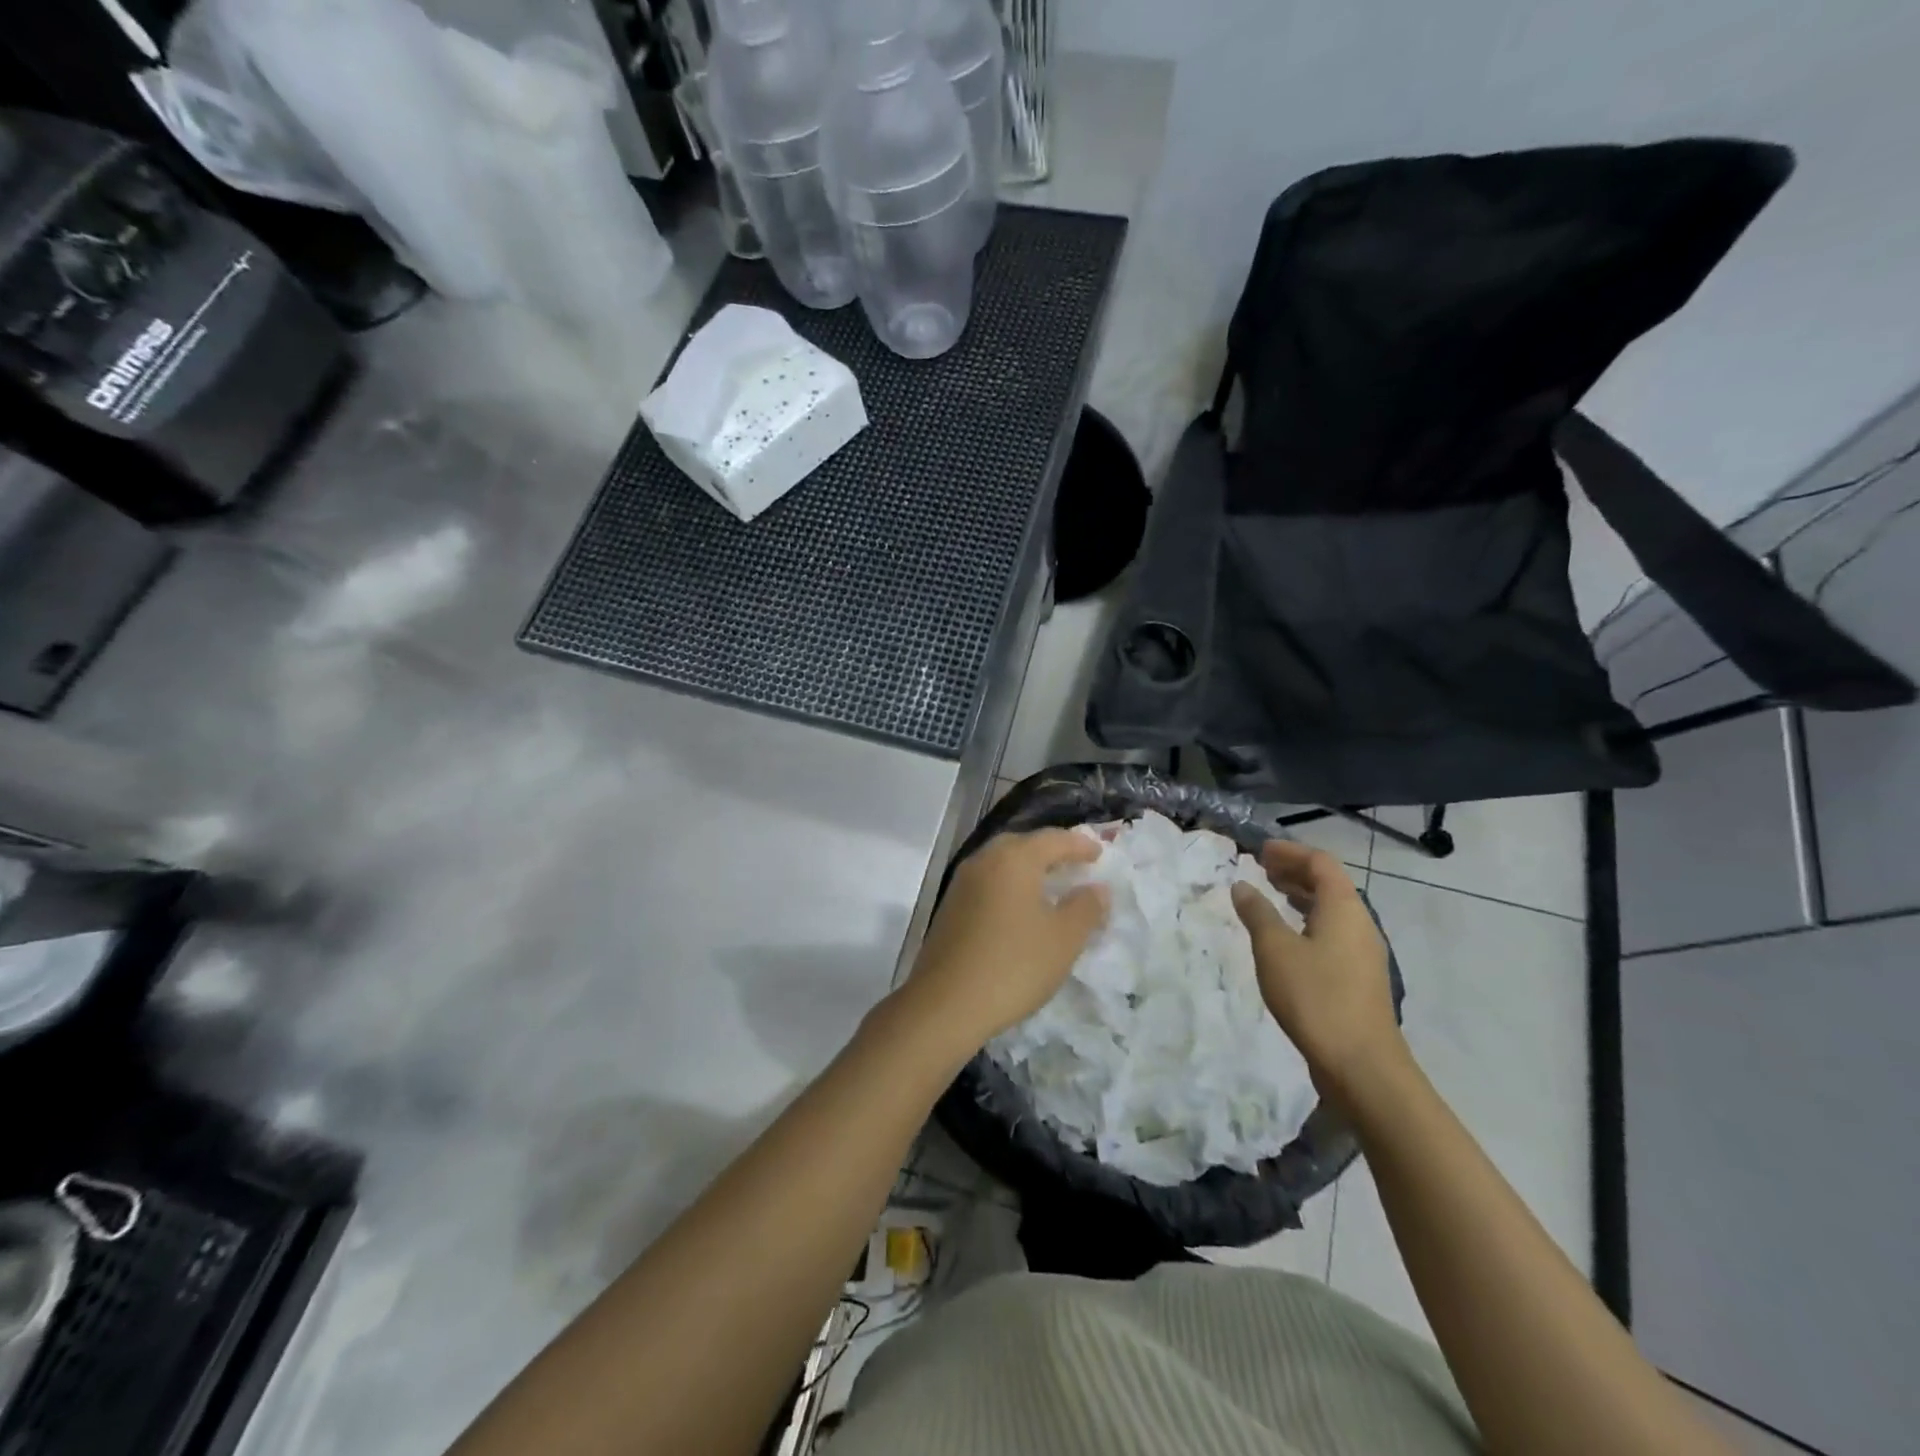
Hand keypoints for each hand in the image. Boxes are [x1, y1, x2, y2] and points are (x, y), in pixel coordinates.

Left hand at [899, 828, 1108, 1055]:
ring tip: (1051, 887)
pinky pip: (988, 883)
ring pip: (1001, 863)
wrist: (946, 1003)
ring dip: (1028, 869)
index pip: (1053, 839)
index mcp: (1014, 859)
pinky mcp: (950, 907)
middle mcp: (984, 861)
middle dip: (1050, 851)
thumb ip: (1086, 907)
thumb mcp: (1063, 939)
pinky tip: (1020, 910)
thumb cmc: (1014, 965)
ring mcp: (962, 883)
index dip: (1080, 845)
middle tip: (1075, 865)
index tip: (1100, 854)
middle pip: (1022, 844)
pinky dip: (1009, 886)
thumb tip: (1097, 888)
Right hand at [1230, 841, 1404, 1096]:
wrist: (1362, 1065)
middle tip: (1261, 868)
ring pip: (1331, 911)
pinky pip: (1332, 933)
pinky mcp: (1358, 978)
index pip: (1321, 863)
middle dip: (1295, 871)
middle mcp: (1360, 924)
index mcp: (1344, 909)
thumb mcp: (1275, 950)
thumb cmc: (1316, 997)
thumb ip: (1257, 913)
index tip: (1260, 850)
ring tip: (1270, 896)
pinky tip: (1287, 939)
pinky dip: (1307, 922)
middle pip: (1329, 885)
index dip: (1291, 852)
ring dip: (1301, 897)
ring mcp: (1363, 953)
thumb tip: (1242, 886)